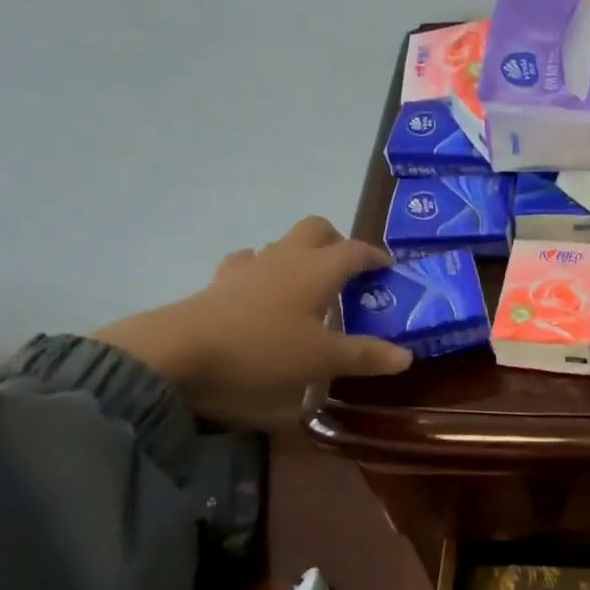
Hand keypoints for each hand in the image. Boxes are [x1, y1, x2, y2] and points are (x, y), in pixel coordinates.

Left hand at [89, 217, 411, 425]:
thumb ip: (365, 356)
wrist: (182, 352)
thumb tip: (406, 356)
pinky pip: (248, 265)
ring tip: (309, 285)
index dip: (375, 256)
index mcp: (317, 270)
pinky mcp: (221, 284)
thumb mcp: (322, 359)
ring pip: (282, 244)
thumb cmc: (264, 350)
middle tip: (350, 270)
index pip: (354, 250)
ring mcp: (249, 267)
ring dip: (300, 255)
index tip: (389, 267)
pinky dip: (263, 272)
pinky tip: (262, 293)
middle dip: (337, 241)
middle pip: (315, 229)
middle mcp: (286, 258)